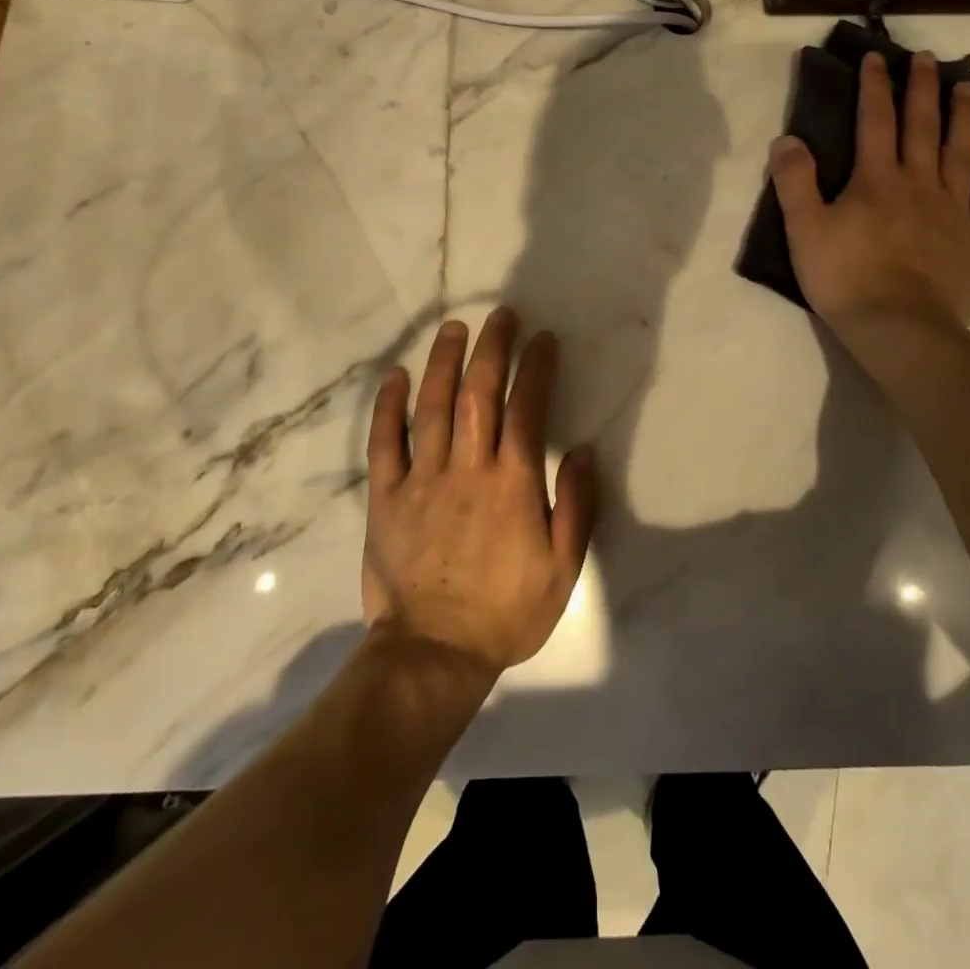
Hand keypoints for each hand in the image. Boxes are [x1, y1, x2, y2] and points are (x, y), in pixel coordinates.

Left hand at [362, 308, 597, 676]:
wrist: (433, 654)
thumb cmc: (506, 611)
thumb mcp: (563, 568)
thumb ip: (576, 505)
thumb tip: (585, 450)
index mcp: (513, 483)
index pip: (528, 409)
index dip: (537, 368)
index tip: (543, 339)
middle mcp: (467, 469)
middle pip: (479, 394)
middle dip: (492, 349)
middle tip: (500, 315)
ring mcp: (422, 480)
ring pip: (433, 407)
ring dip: (444, 362)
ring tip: (453, 328)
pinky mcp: (386, 497)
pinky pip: (384, 443)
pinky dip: (389, 407)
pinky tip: (397, 376)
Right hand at [769, 50, 969, 348]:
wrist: (901, 328)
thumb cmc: (846, 279)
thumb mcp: (804, 230)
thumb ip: (795, 182)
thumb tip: (788, 138)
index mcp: (876, 179)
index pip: (874, 121)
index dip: (875, 86)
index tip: (878, 57)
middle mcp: (918, 183)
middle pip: (922, 126)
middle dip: (923, 89)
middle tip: (929, 58)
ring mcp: (952, 209)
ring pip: (961, 152)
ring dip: (964, 117)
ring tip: (968, 88)